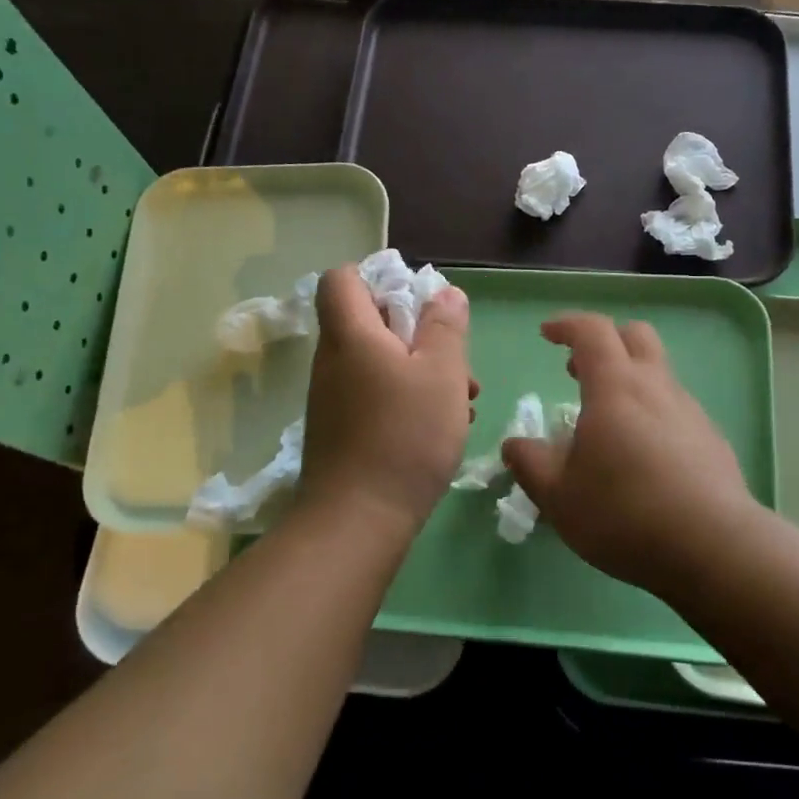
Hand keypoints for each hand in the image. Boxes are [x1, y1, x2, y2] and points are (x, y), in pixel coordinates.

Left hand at [296, 266, 475, 537]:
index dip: (378, 277)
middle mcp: (334, 361)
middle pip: (372, 323)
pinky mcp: (343, 431)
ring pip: (382, 364)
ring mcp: (335, 398)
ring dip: (423, 372)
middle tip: (456, 362)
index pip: (342, 279)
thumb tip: (444, 293)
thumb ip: (445, 327)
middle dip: (420, 334)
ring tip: (464, 400)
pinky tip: (443, 427)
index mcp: (350, 334)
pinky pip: (377, 396)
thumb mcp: (442, 374)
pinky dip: (408, 400)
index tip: (418, 302)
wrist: (358, 521)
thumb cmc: (405, 436)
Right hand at [502, 313, 757, 589]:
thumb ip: (530, 464)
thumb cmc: (624, 513)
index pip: (592, 331)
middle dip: (605, 341)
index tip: (546, 334)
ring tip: (606, 423)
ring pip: (659, 373)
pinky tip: (643, 457)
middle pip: (636, 336)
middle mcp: (656, 387)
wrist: (713, 547)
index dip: (567, 324)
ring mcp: (690, 412)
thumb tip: (515, 444)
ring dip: (629, 380)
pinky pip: (676, 409)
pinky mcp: (712, 440)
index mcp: (615, 387)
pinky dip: (652, 413)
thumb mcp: (558, 496)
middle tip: (577, 369)